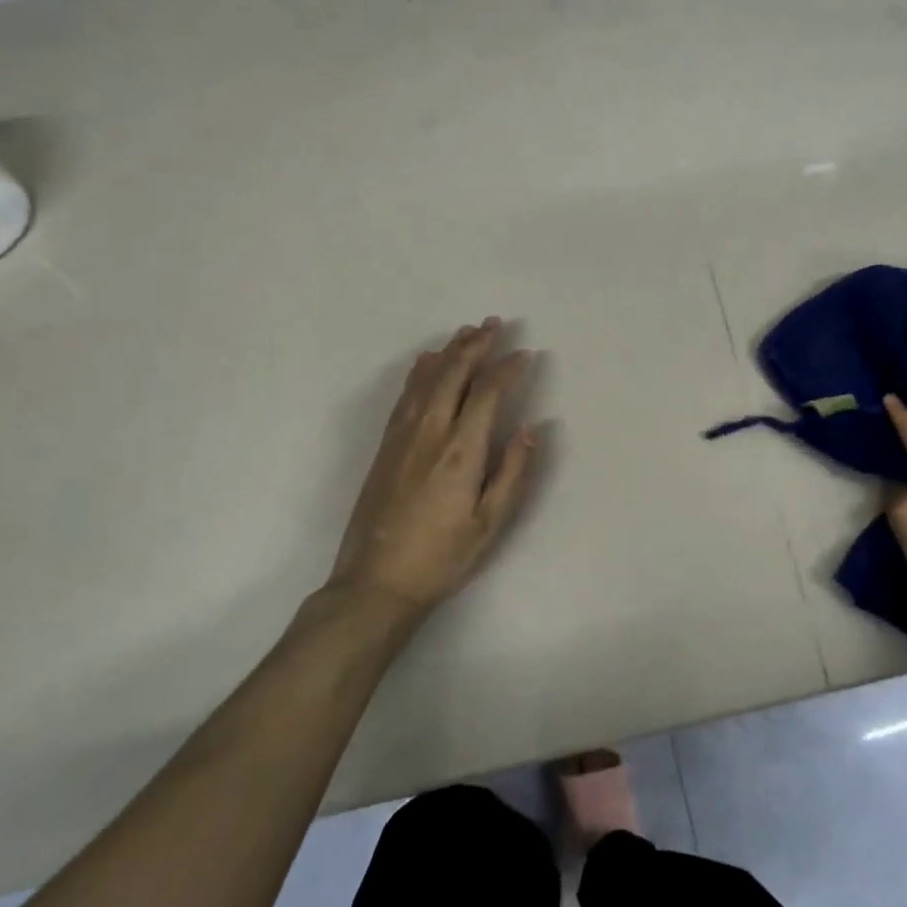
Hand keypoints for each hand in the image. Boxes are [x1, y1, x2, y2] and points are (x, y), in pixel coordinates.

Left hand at [326, 319, 539, 619]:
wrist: (375, 583)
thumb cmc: (442, 557)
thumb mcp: (490, 524)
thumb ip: (513, 472)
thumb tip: (531, 428)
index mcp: (461, 450)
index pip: (487, 393)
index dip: (507, 369)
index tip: (525, 354)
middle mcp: (430, 432)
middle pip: (453, 374)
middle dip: (476, 345)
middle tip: (494, 323)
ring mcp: (403, 437)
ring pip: (427, 379)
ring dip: (449, 351)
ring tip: (466, 332)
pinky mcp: (385, 446)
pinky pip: (405, 396)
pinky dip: (419, 372)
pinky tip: (426, 362)